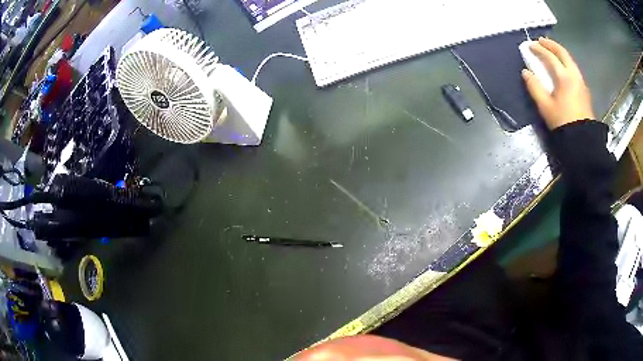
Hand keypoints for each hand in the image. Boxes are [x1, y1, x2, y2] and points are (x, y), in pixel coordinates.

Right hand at [522, 38, 594, 129]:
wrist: (583, 141)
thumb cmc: (563, 123)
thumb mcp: (545, 107)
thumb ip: (534, 87)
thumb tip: (526, 72)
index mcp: (564, 77)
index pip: (549, 57)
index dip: (538, 49)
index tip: (529, 46)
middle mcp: (574, 75)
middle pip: (562, 53)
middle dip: (551, 44)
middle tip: (541, 41)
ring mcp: (581, 82)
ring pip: (570, 60)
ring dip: (559, 52)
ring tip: (551, 51)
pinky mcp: (584, 90)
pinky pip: (574, 68)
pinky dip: (566, 62)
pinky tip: (562, 66)